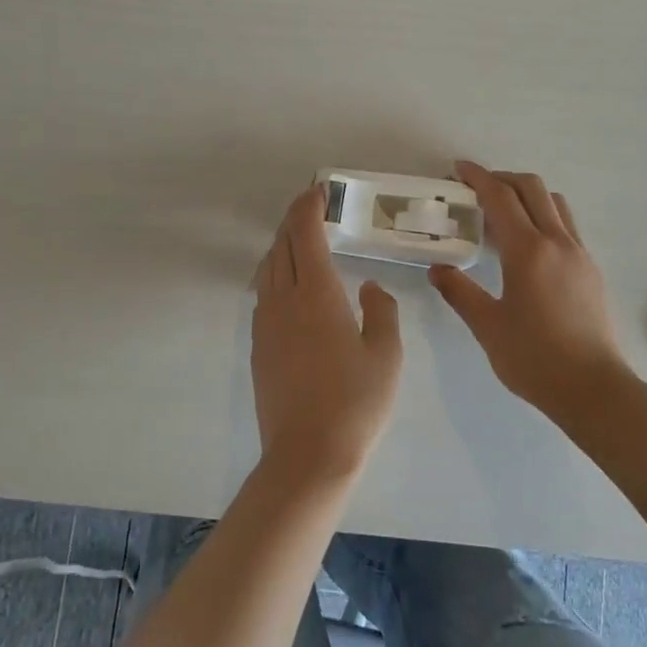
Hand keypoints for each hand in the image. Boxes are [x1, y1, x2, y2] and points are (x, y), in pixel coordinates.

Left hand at [251, 186, 403, 481]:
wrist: (308, 455)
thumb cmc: (356, 402)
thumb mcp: (386, 355)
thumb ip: (382, 312)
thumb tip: (369, 289)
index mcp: (317, 295)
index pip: (304, 235)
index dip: (308, 207)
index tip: (318, 191)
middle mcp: (284, 301)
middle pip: (280, 246)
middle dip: (294, 221)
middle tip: (314, 210)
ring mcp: (266, 324)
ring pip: (267, 270)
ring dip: (282, 247)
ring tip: (303, 243)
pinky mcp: (259, 347)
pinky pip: (263, 294)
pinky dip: (275, 275)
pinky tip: (292, 288)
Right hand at [429, 161, 631, 413]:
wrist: (593, 388)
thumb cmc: (534, 358)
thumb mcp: (487, 326)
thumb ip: (460, 292)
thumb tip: (438, 269)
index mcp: (528, 251)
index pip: (500, 198)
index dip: (478, 178)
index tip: (459, 169)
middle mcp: (558, 242)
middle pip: (532, 188)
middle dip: (503, 178)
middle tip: (477, 188)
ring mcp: (579, 254)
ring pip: (555, 204)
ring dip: (527, 195)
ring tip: (502, 212)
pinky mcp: (590, 270)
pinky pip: (566, 225)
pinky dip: (544, 216)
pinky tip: (527, 244)